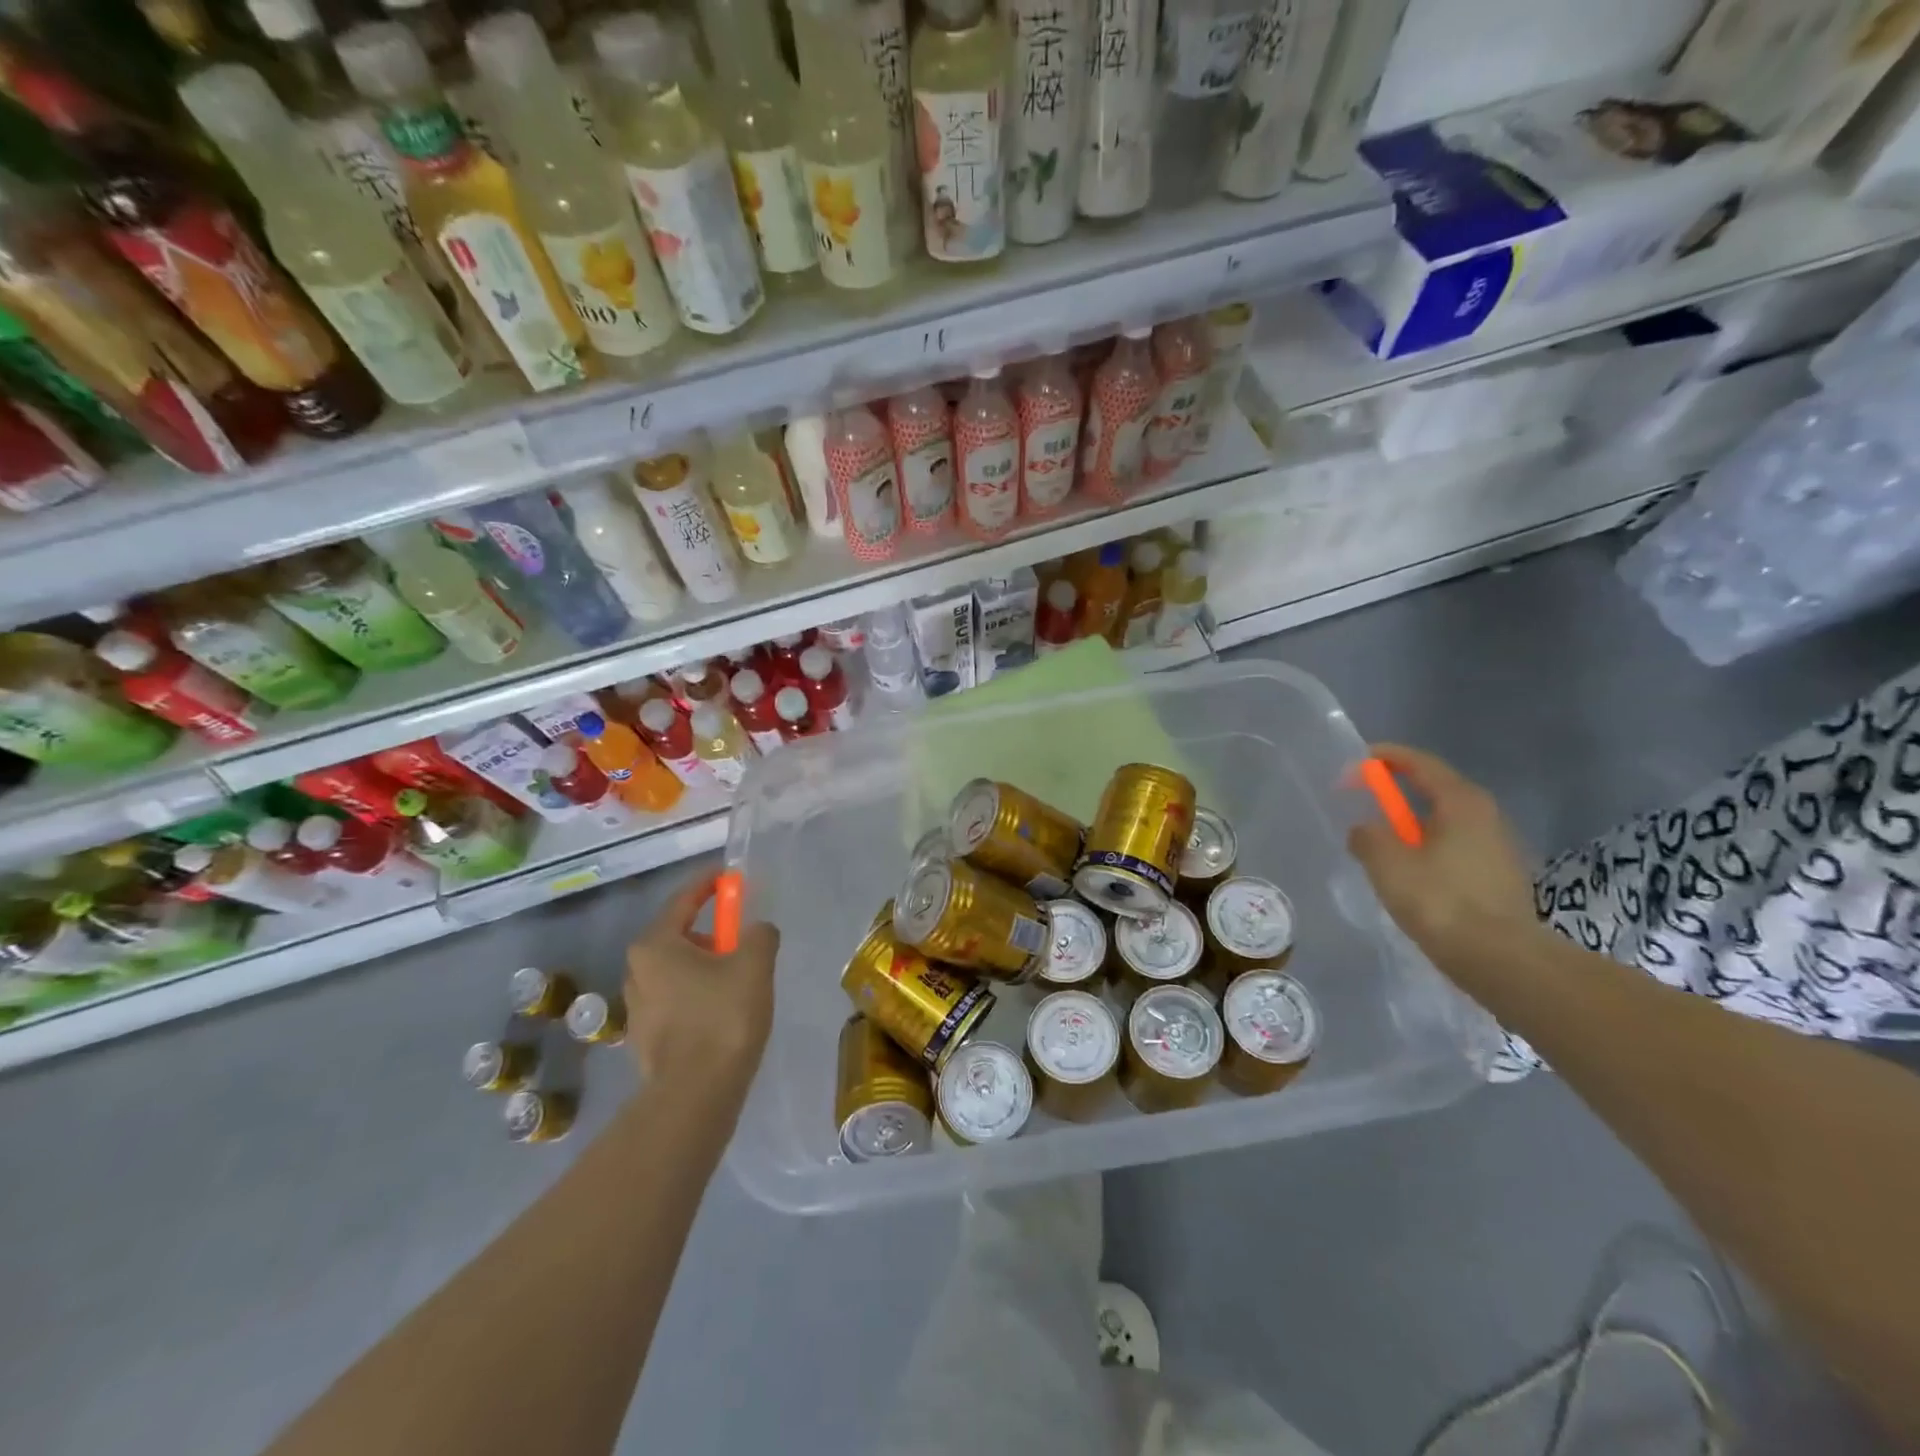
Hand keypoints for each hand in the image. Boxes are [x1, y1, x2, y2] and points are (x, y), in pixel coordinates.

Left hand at [623, 871, 779, 1108]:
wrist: (696, 1094)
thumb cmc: (723, 1017)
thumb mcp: (754, 964)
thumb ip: (759, 934)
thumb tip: (757, 931)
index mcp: (655, 945)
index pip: (683, 899)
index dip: (709, 883)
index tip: (729, 875)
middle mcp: (637, 970)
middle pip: (679, 935)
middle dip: (712, 932)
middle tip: (743, 940)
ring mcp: (637, 1007)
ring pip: (678, 970)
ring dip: (706, 966)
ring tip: (739, 981)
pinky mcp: (645, 1038)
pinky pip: (676, 999)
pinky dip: (698, 995)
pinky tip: (723, 1012)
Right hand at [1347, 744, 1539, 974]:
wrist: (1501, 960)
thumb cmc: (1440, 901)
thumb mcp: (1387, 863)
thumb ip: (1368, 836)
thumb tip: (1365, 830)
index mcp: (1462, 802)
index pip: (1421, 763)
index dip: (1386, 758)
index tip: (1356, 763)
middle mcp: (1487, 816)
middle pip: (1436, 790)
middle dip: (1398, 792)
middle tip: (1365, 801)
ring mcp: (1498, 847)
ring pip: (1445, 822)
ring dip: (1412, 825)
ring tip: (1382, 842)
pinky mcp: (1500, 876)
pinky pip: (1454, 848)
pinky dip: (1428, 848)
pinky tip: (1410, 872)